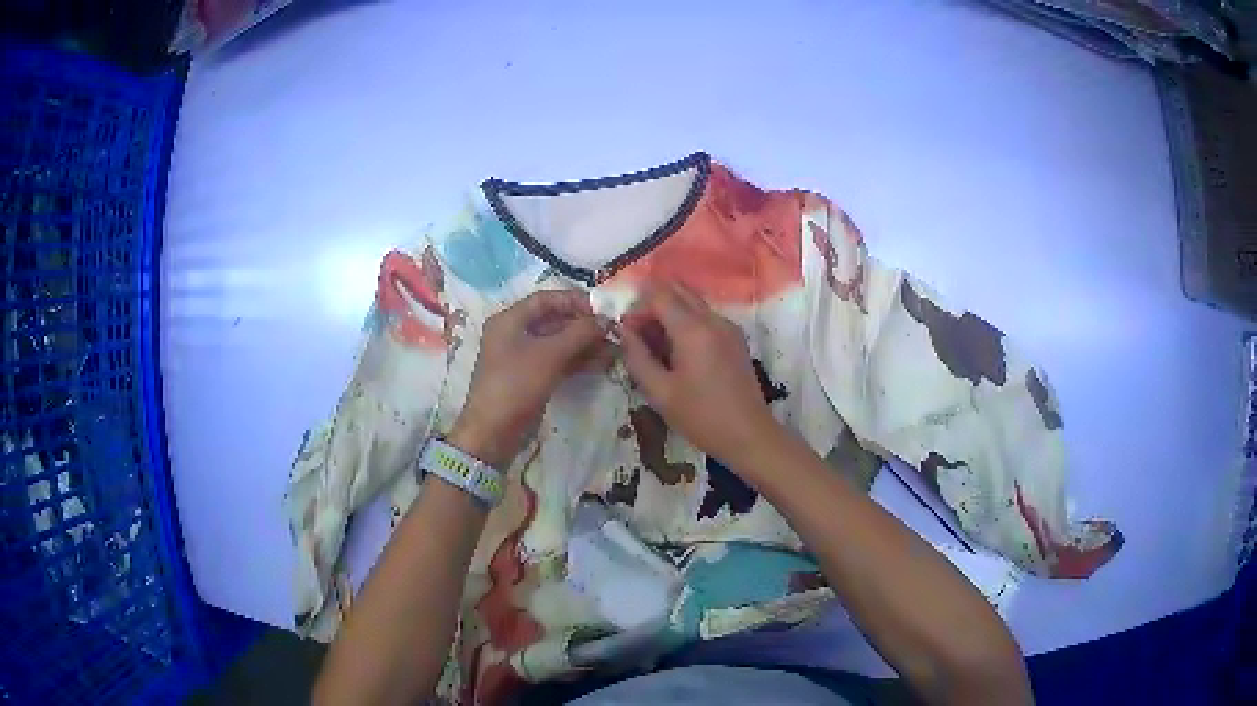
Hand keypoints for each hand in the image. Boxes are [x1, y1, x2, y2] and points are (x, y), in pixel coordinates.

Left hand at [449, 290, 609, 467]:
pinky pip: (558, 361)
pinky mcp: (531, 378)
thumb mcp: (549, 355)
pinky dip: (578, 360)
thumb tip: (607, 319)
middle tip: (613, 330)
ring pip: (559, 342)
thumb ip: (579, 333)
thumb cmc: (516, 385)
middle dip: (583, 325)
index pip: (546, 299)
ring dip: (585, 344)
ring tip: (614, 348)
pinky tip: (602, 363)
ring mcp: (523, 357)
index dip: (574, 300)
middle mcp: (515, 333)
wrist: (493, 433)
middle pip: (554, 320)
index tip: (602, 308)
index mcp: (509, 320)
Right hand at [620, 283, 779, 470]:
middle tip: (639, 334)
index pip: (659, 294)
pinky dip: (686, 323)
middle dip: (653, 305)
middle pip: (678, 290)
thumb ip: (637, 357)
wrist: (748, 435)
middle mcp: (713, 319)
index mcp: (693, 330)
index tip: (627, 332)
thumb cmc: (701, 417)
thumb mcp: (659, 392)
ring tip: (656, 347)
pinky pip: (705, 316)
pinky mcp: (735, 338)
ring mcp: (728, 326)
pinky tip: (679, 354)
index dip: (637, 308)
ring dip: (670, 313)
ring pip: (692, 302)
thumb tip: (624, 332)